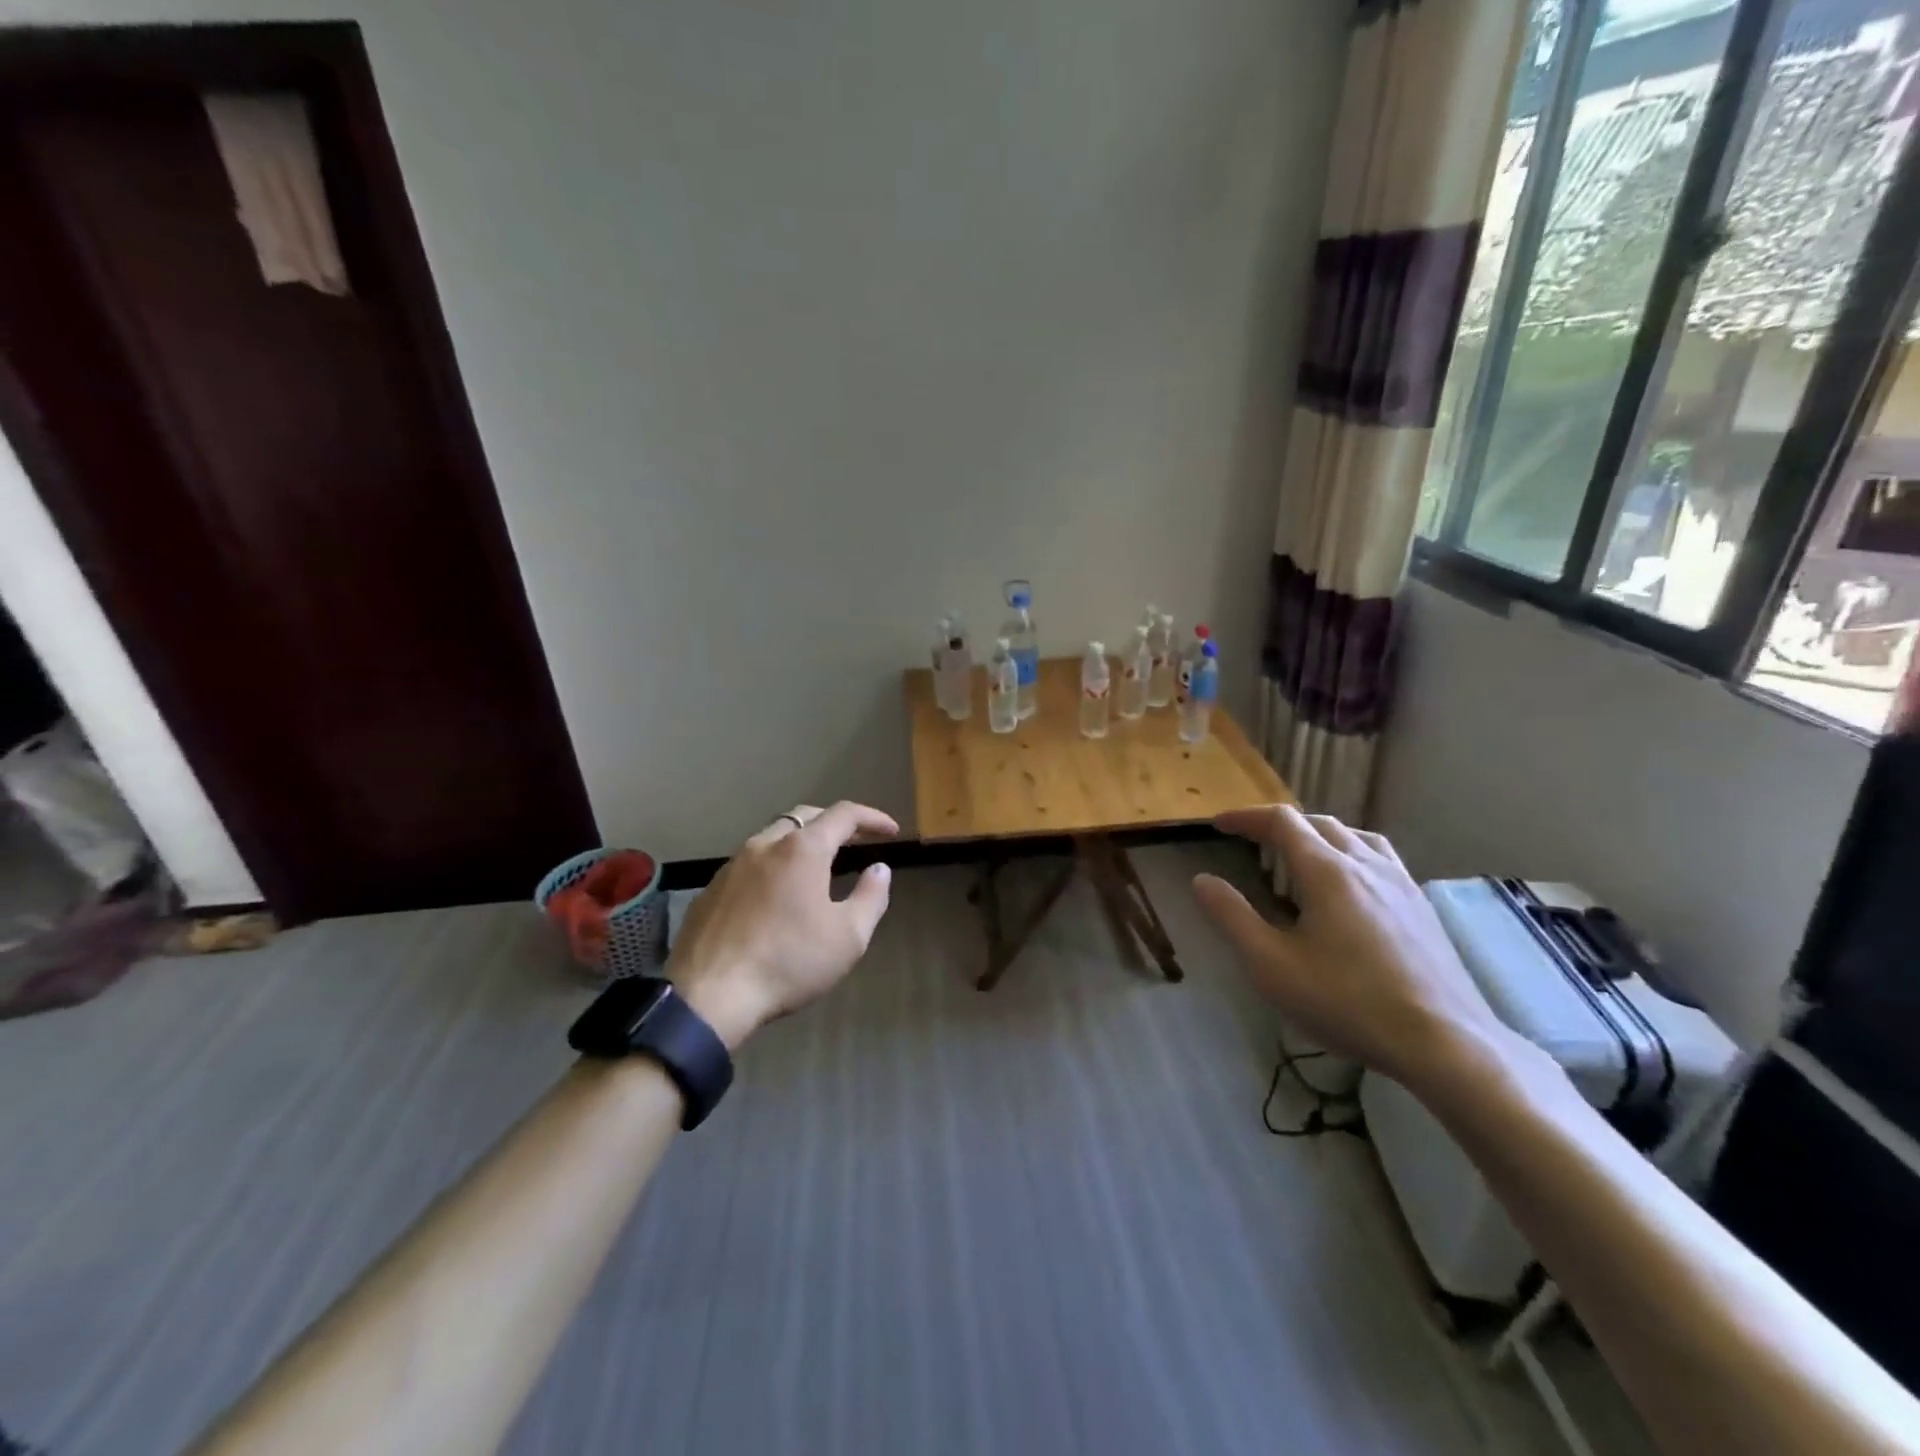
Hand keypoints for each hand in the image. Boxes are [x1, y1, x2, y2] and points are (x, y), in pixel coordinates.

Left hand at [669, 801, 898, 1049]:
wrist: (709, 996)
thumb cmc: (789, 962)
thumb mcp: (849, 937)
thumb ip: (871, 897)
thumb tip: (879, 869)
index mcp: (802, 850)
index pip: (844, 815)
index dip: (872, 818)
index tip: (891, 832)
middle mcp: (764, 844)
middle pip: (805, 817)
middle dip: (834, 823)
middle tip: (856, 840)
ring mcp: (731, 865)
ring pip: (772, 837)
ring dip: (800, 842)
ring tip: (817, 866)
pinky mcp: (710, 890)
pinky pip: (749, 864)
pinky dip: (772, 866)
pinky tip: (776, 895)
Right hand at [1191, 805, 1513, 1091]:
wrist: (1445, 1043)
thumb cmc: (1347, 1003)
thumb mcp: (1271, 965)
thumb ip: (1232, 917)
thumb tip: (1202, 880)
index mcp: (1328, 871)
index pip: (1281, 821)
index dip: (1246, 817)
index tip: (1218, 825)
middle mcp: (1366, 864)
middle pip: (1318, 822)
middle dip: (1279, 825)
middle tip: (1251, 843)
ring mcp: (1401, 882)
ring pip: (1354, 836)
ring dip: (1318, 835)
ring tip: (1300, 857)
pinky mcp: (1421, 906)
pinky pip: (1380, 858)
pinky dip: (1350, 853)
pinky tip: (1350, 887)